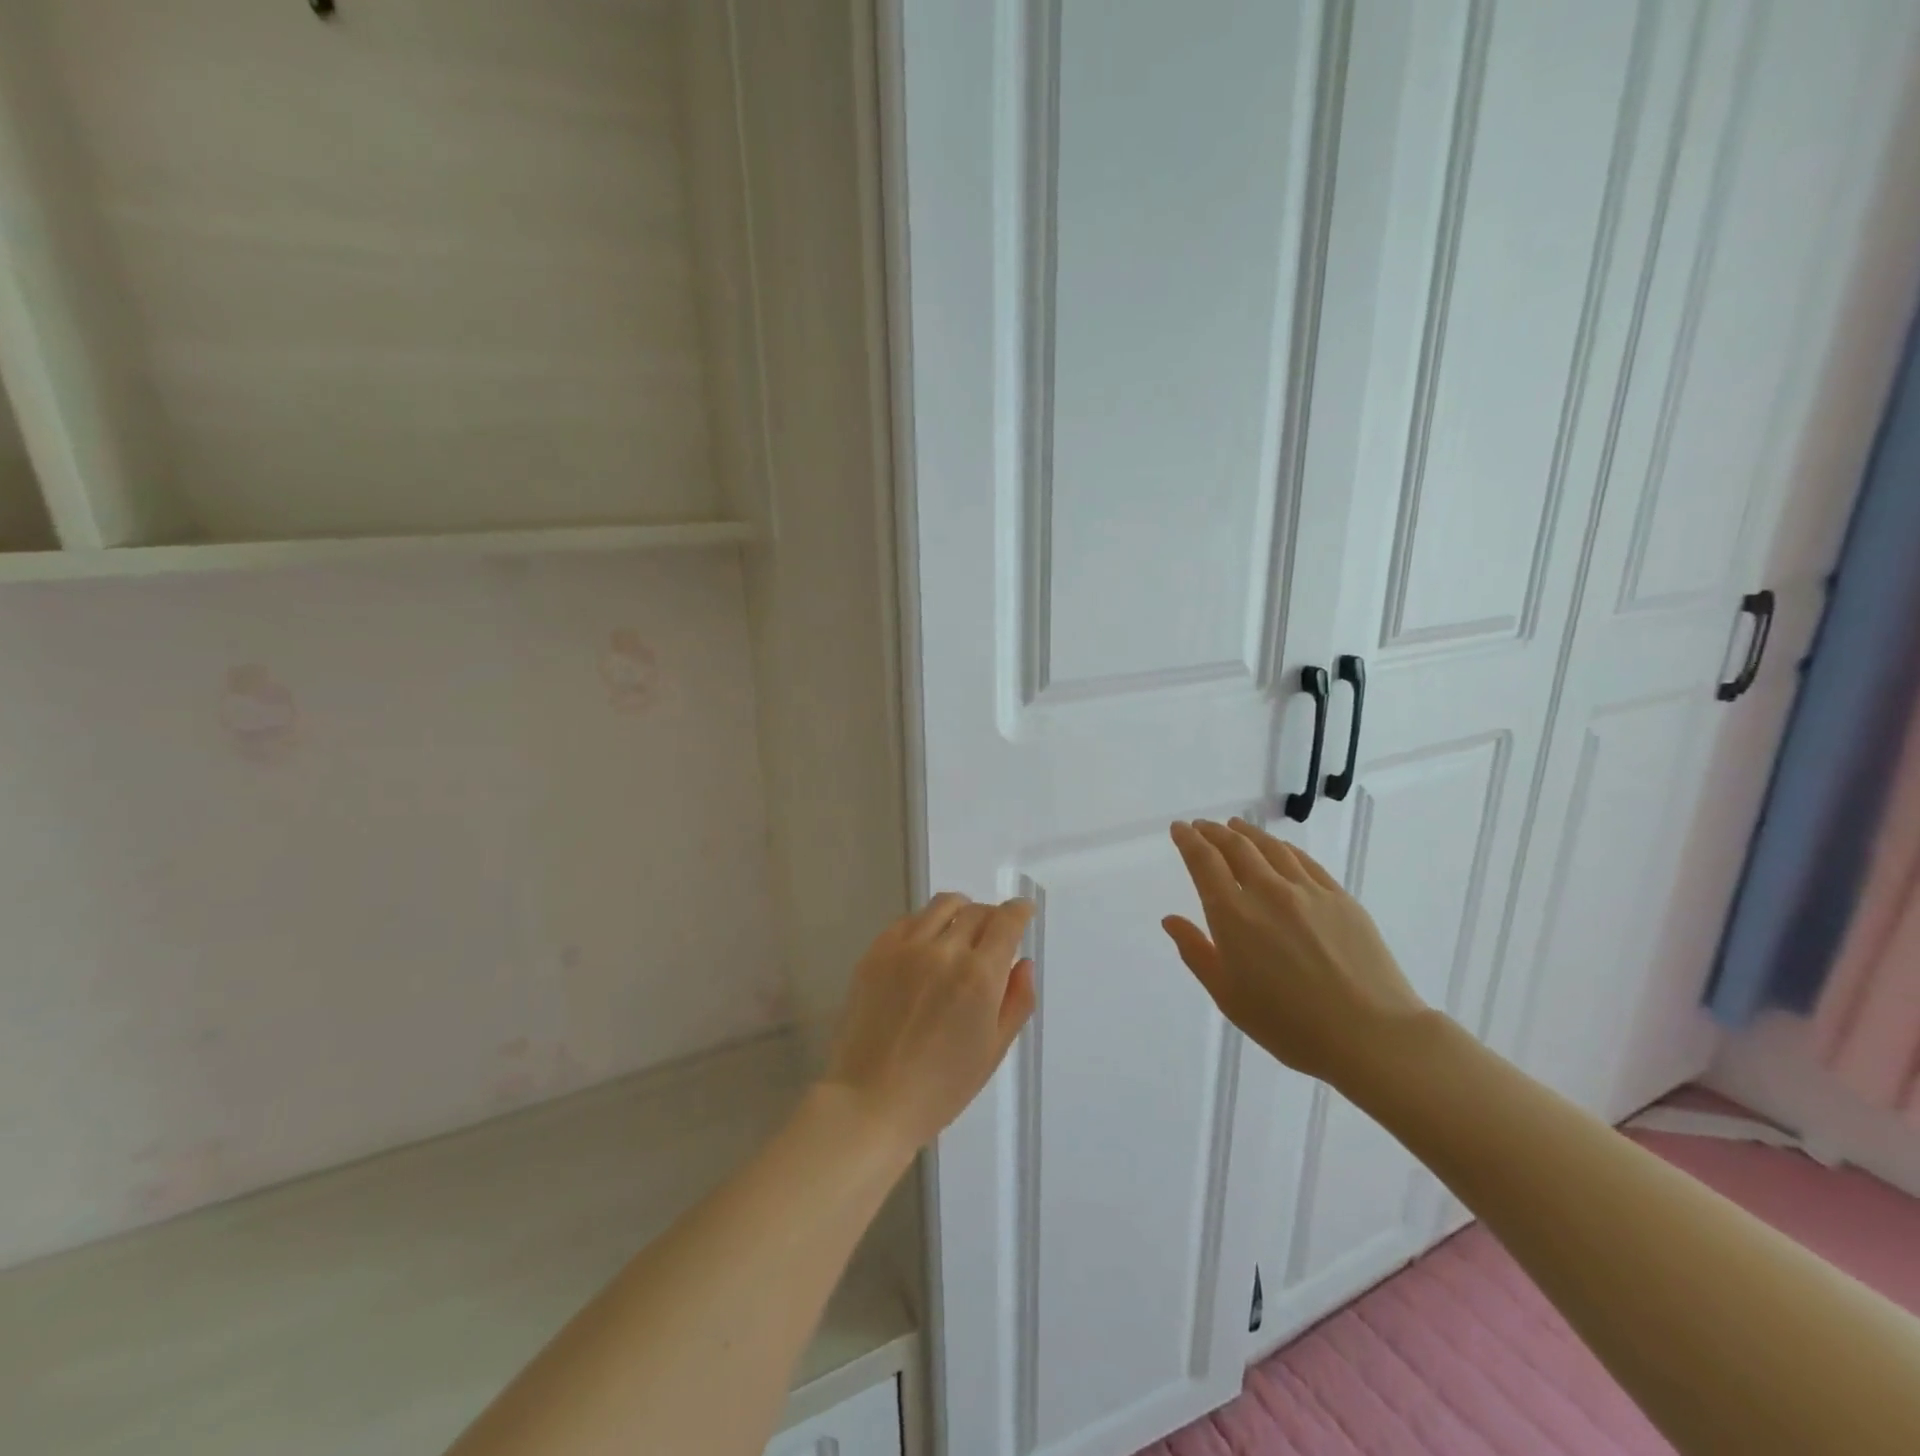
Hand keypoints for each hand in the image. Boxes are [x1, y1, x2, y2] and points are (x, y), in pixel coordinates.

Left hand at [820, 894, 1036, 1151]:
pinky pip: (909, 919)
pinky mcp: (877, 951)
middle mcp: (945, 951)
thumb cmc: (941, 1086)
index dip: (1019, 910)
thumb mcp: (993, 1050)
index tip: (1023, 910)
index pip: (1006, 921)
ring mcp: (907, 947)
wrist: (871, 1099)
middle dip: (992, 917)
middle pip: (976, 911)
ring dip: (960, 911)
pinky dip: (926, 922)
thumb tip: (1023, 962)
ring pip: (942, 905)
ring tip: (960, 930)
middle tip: (992, 935)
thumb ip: (1017, 1001)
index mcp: (980, 976)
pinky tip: (926, 944)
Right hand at [1164, 818, 1425, 1086]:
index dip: (1188, 840)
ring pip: (1270, 848)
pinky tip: (1279, 849)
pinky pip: (1303, 861)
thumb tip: (1171, 920)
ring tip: (1235, 827)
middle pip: (1236, 847)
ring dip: (1247, 833)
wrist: (1370, 1035)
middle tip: (1202, 826)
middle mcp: (1267, 891)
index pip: (1204, 862)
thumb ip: (1196, 952)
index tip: (1179, 828)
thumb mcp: (1228, 996)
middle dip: (1214, 832)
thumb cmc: (1288, 1024)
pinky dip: (1283, 848)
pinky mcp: (1339, 898)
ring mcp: (1307, 891)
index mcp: (1233, 914)